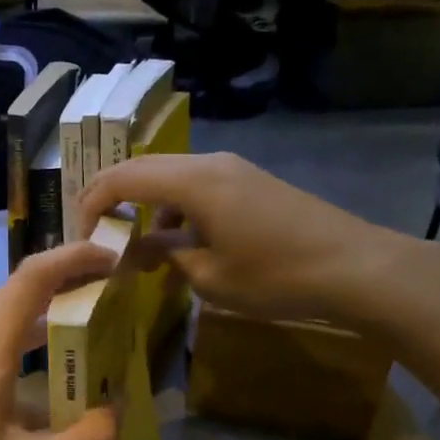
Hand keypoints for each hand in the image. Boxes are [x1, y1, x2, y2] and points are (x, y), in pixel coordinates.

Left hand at [0, 243, 121, 439]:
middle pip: (24, 293)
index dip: (75, 258)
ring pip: (14, 324)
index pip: (33, 277)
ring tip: (102, 328)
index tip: (116, 260)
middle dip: (72, 283)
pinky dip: (39, 353)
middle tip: (120, 290)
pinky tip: (65, 387)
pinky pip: (5, 353)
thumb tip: (119, 411)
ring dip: (56, 318)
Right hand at [80, 153, 427, 324]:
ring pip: (169, 175)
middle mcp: (208, 164)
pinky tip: (184, 242)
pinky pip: (196, 185)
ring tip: (139, 245)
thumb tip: (138, 249)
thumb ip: (164, 254)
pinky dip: (175, 207)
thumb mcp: (208, 276)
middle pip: (142, 168)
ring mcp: (233, 169)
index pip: (120, 178)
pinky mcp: (250, 181)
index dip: (91, 203)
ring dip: (146, 204)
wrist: (359, 267)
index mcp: (192, 182)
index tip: (80, 237)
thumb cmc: (276, 276)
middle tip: (97, 236)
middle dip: (113, 199)